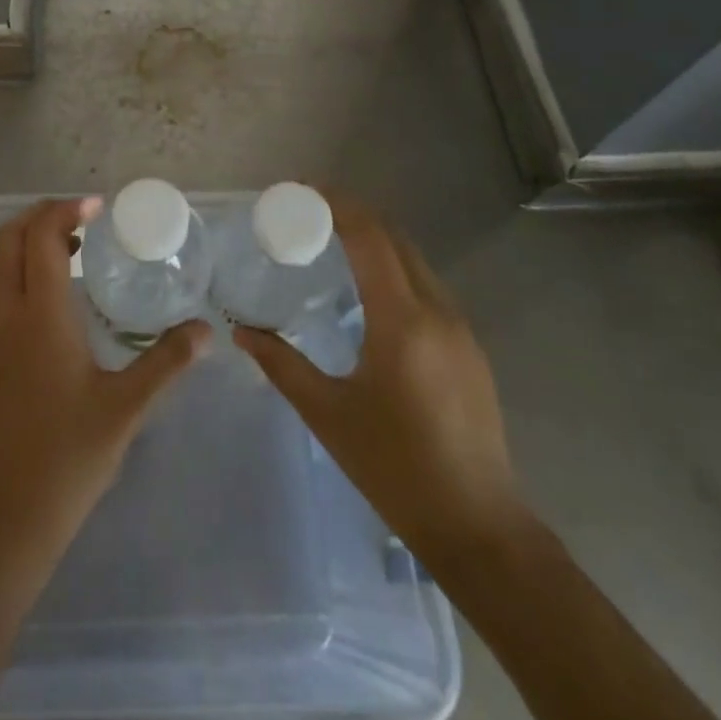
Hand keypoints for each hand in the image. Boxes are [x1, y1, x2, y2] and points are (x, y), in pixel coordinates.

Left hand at [0, 197, 211, 563]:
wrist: (6, 518)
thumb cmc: (69, 457)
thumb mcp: (126, 408)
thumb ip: (167, 362)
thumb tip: (206, 330)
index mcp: (39, 316)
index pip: (41, 236)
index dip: (66, 210)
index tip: (99, 208)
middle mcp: (5, 315)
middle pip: (7, 238)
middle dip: (41, 216)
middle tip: (83, 220)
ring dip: (28, 245)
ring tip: (74, 253)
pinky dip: (20, 274)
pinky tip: (55, 304)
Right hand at [234, 193, 526, 575]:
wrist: (478, 527)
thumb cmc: (395, 469)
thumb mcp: (328, 414)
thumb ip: (281, 364)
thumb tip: (241, 331)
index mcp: (402, 321)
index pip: (371, 238)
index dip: (338, 205)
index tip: (302, 192)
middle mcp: (437, 312)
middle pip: (395, 239)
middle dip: (353, 215)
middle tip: (308, 213)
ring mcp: (461, 329)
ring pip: (415, 261)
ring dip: (376, 240)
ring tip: (332, 243)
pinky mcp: (470, 348)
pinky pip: (427, 287)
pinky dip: (394, 269)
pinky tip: (369, 291)